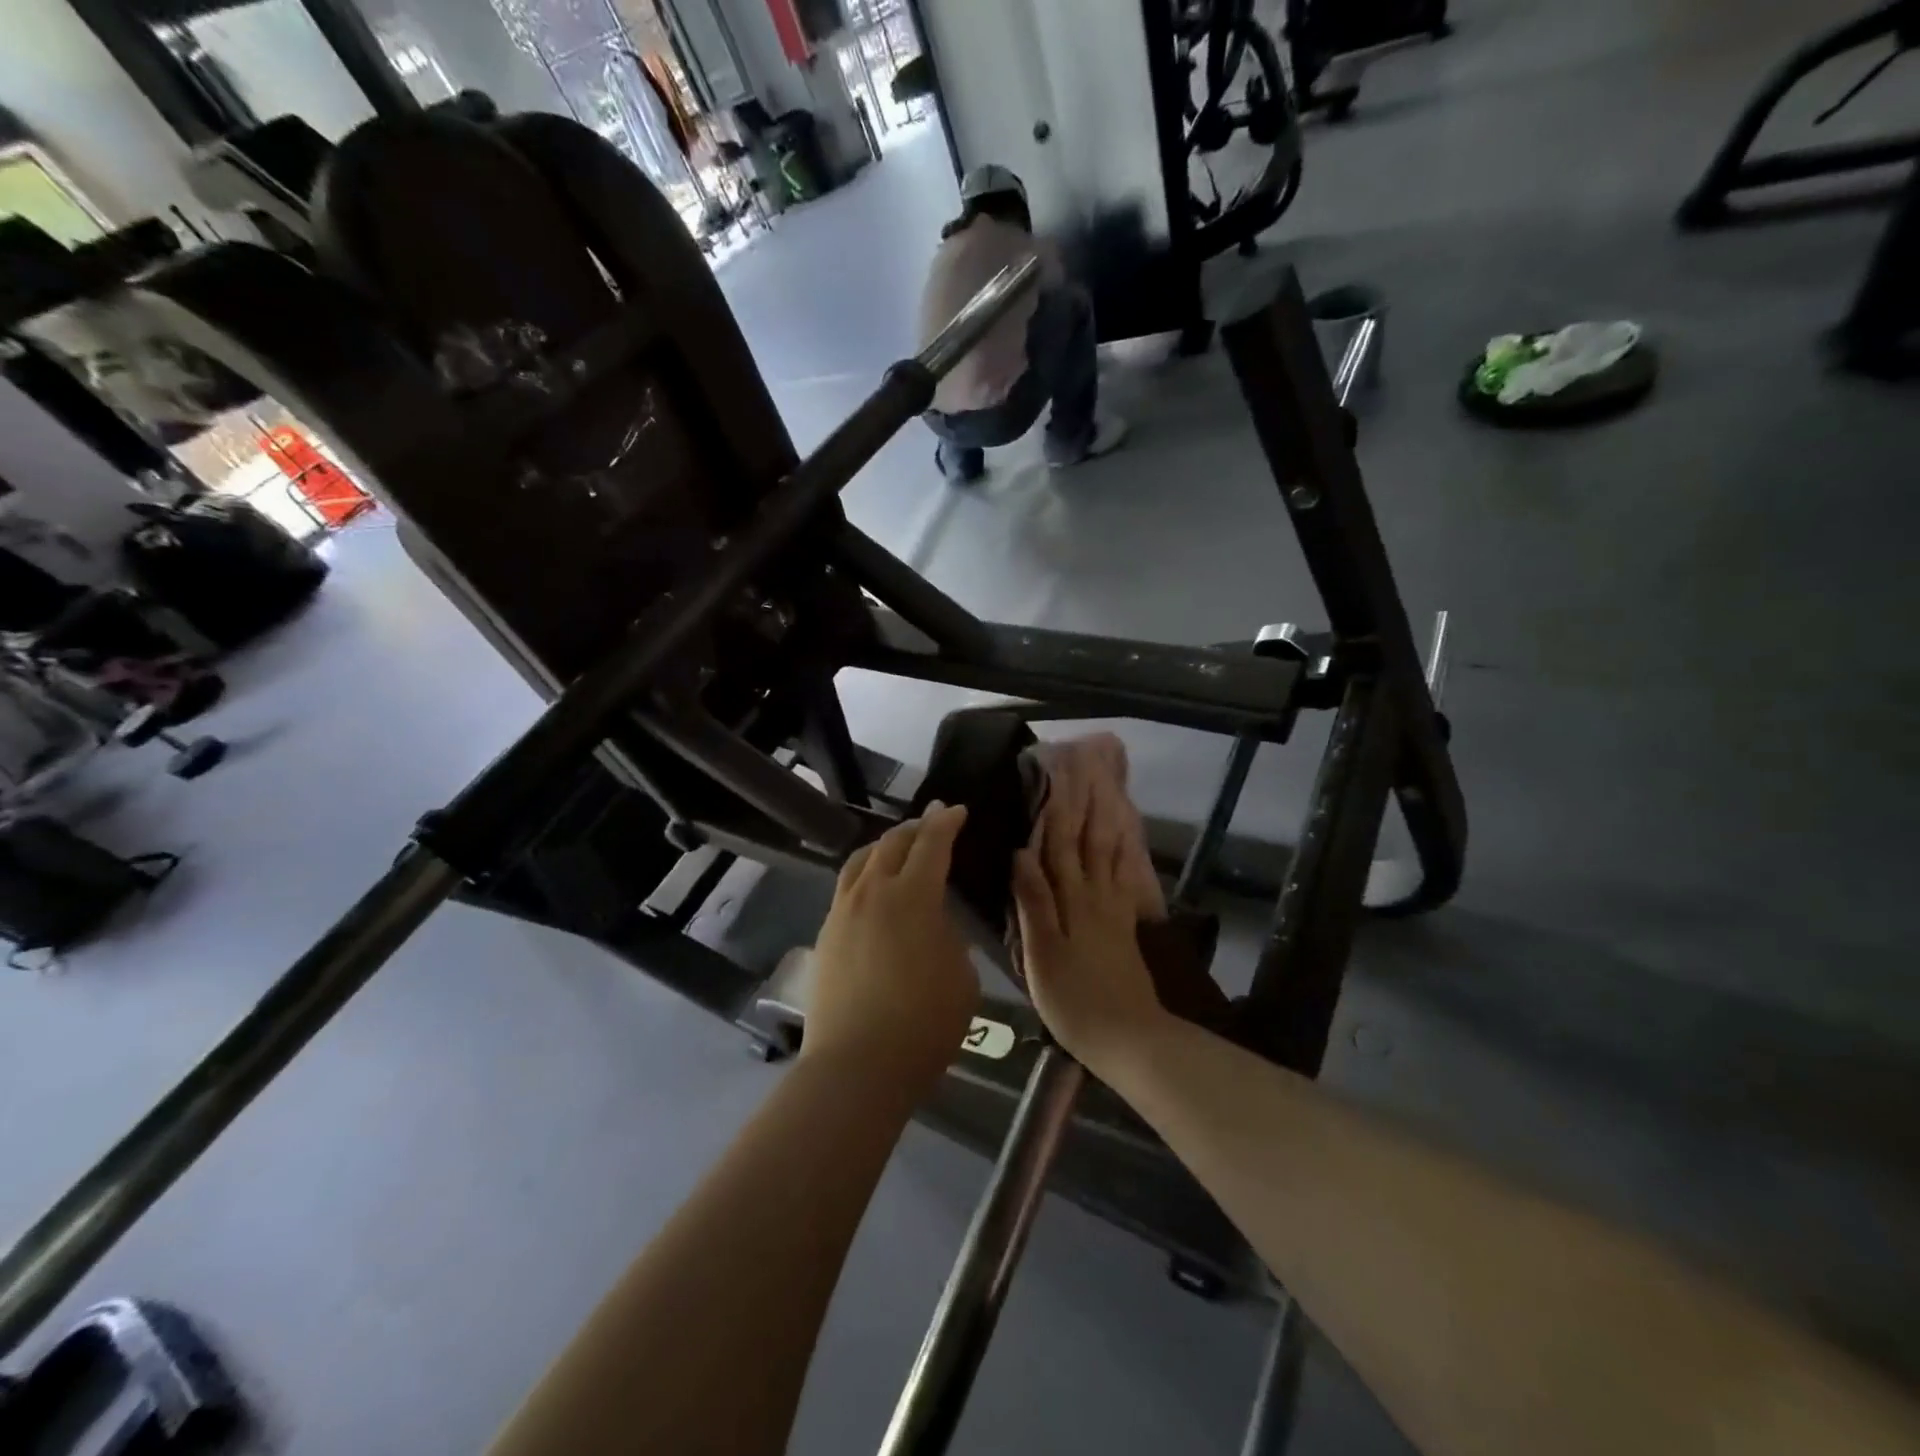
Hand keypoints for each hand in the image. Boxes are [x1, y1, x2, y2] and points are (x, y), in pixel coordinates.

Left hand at [804, 804, 979, 1091]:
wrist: (857, 1065)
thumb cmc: (923, 1024)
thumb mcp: (961, 977)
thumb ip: (949, 938)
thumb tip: (933, 924)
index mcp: (912, 896)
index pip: (931, 844)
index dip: (946, 823)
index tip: (956, 811)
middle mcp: (873, 892)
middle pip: (892, 843)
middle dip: (916, 827)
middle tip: (932, 819)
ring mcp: (842, 912)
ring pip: (861, 860)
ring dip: (884, 845)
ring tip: (898, 845)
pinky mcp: (825, 934)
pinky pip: (846, 887)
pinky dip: (865, 873)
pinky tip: (872, 888)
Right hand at [1012, 790, 1166, 1069]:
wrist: (1128, 1037)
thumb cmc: (1073, 1000)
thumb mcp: (1042, 954)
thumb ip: (1033, 903)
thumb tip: (1021, 853)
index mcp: (1072, 902)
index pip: (1061, 847)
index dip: (1058, 812)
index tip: (1057, 778)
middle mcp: (1096, 898)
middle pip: (1091, 844)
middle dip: (1087, 808)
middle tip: (1088, 774)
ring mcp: (1115, 911)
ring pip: (1111, 856)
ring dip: (1108, 823)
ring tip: (1109, 795)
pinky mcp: (1126, 927)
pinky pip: (1125, 879)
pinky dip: (1124, 855)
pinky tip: (1125, 845)